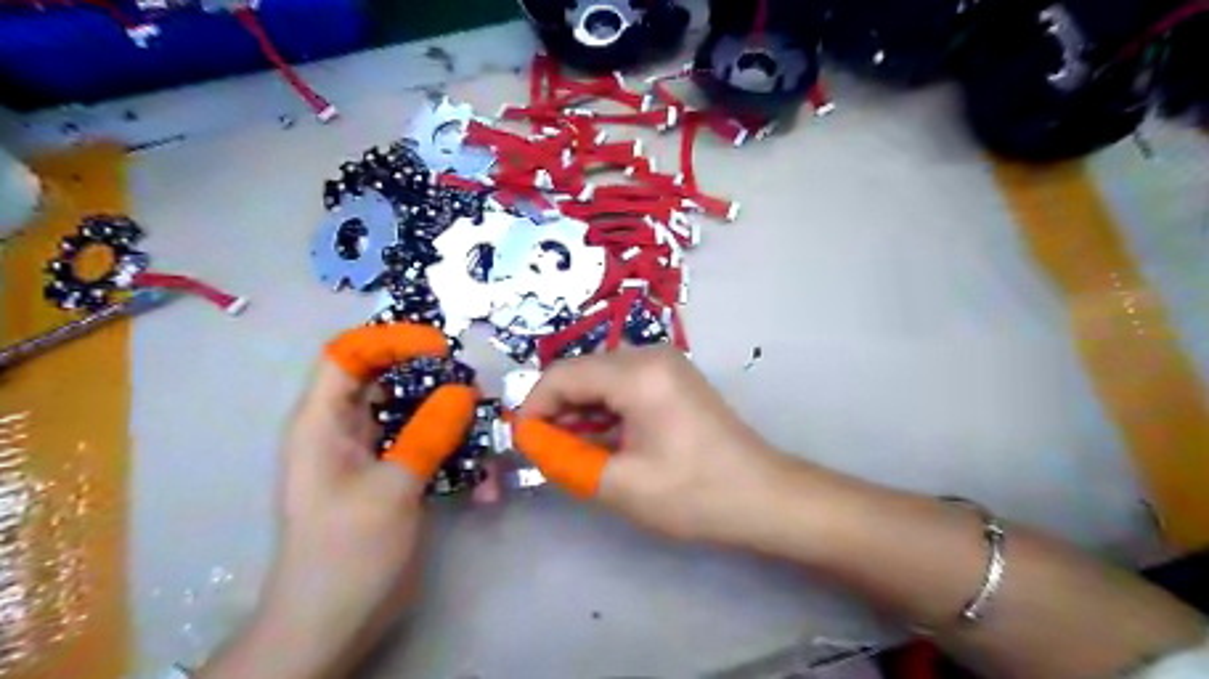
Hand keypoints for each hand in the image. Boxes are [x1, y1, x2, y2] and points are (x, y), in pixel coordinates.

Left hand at [198, 324, 475, 678]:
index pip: (348, 353)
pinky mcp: (395, 477)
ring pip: (414, 414)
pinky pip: (427, 447)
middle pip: (387, 379)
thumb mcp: (390, 489)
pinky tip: (483, 482)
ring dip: (452, 419)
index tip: (439, 348)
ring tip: (486, 432)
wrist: (333, 623)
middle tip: (474, 389)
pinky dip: (455, 455)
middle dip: (433, 378)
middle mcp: (345, 430)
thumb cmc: (346, 553)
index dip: (390, 340)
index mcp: (323, 422)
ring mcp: (372, 454)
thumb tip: (463, 391)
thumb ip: (427, 434)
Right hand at [517, 347, 784, 542]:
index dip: (534, 408)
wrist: (763, 495)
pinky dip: (604, 410)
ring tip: (574, 452)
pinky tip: (602, 441)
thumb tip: (530, 442)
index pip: (562, 375)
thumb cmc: (695, 493)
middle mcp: (649, 354)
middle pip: (581, 372)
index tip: (524, 444)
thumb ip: (565, 459)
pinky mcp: (672, 378)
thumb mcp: (621, 484)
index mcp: (638, 373)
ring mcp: (665, 363)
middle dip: (556, 410)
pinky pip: (622, 385)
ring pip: (600, 379)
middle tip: (547, 452)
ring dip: (580, 412)